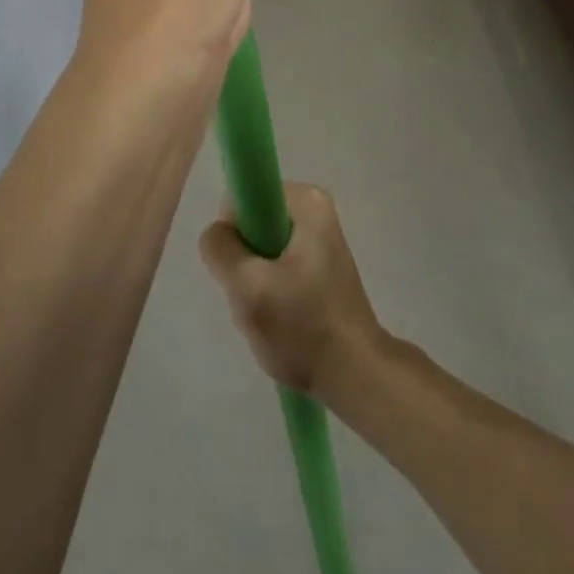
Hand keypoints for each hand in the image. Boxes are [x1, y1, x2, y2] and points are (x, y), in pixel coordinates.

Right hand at [199, 183, 385, 402]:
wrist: (356, 376)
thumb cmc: (304, 328)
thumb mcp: (248, 288)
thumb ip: (220, 249)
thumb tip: (217, 233)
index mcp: (307, 200)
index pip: (245, 197)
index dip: (233, 232)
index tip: (239, 269)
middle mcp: (316, 209)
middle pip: (253, 224)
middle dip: (245, 262)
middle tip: (255, 298)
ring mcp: (321, 238)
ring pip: (262, 249)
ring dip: (255, 281)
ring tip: (268, 314)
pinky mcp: (321, 265)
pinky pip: (278, 265)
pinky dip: (270, 291)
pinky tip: (280, 319)